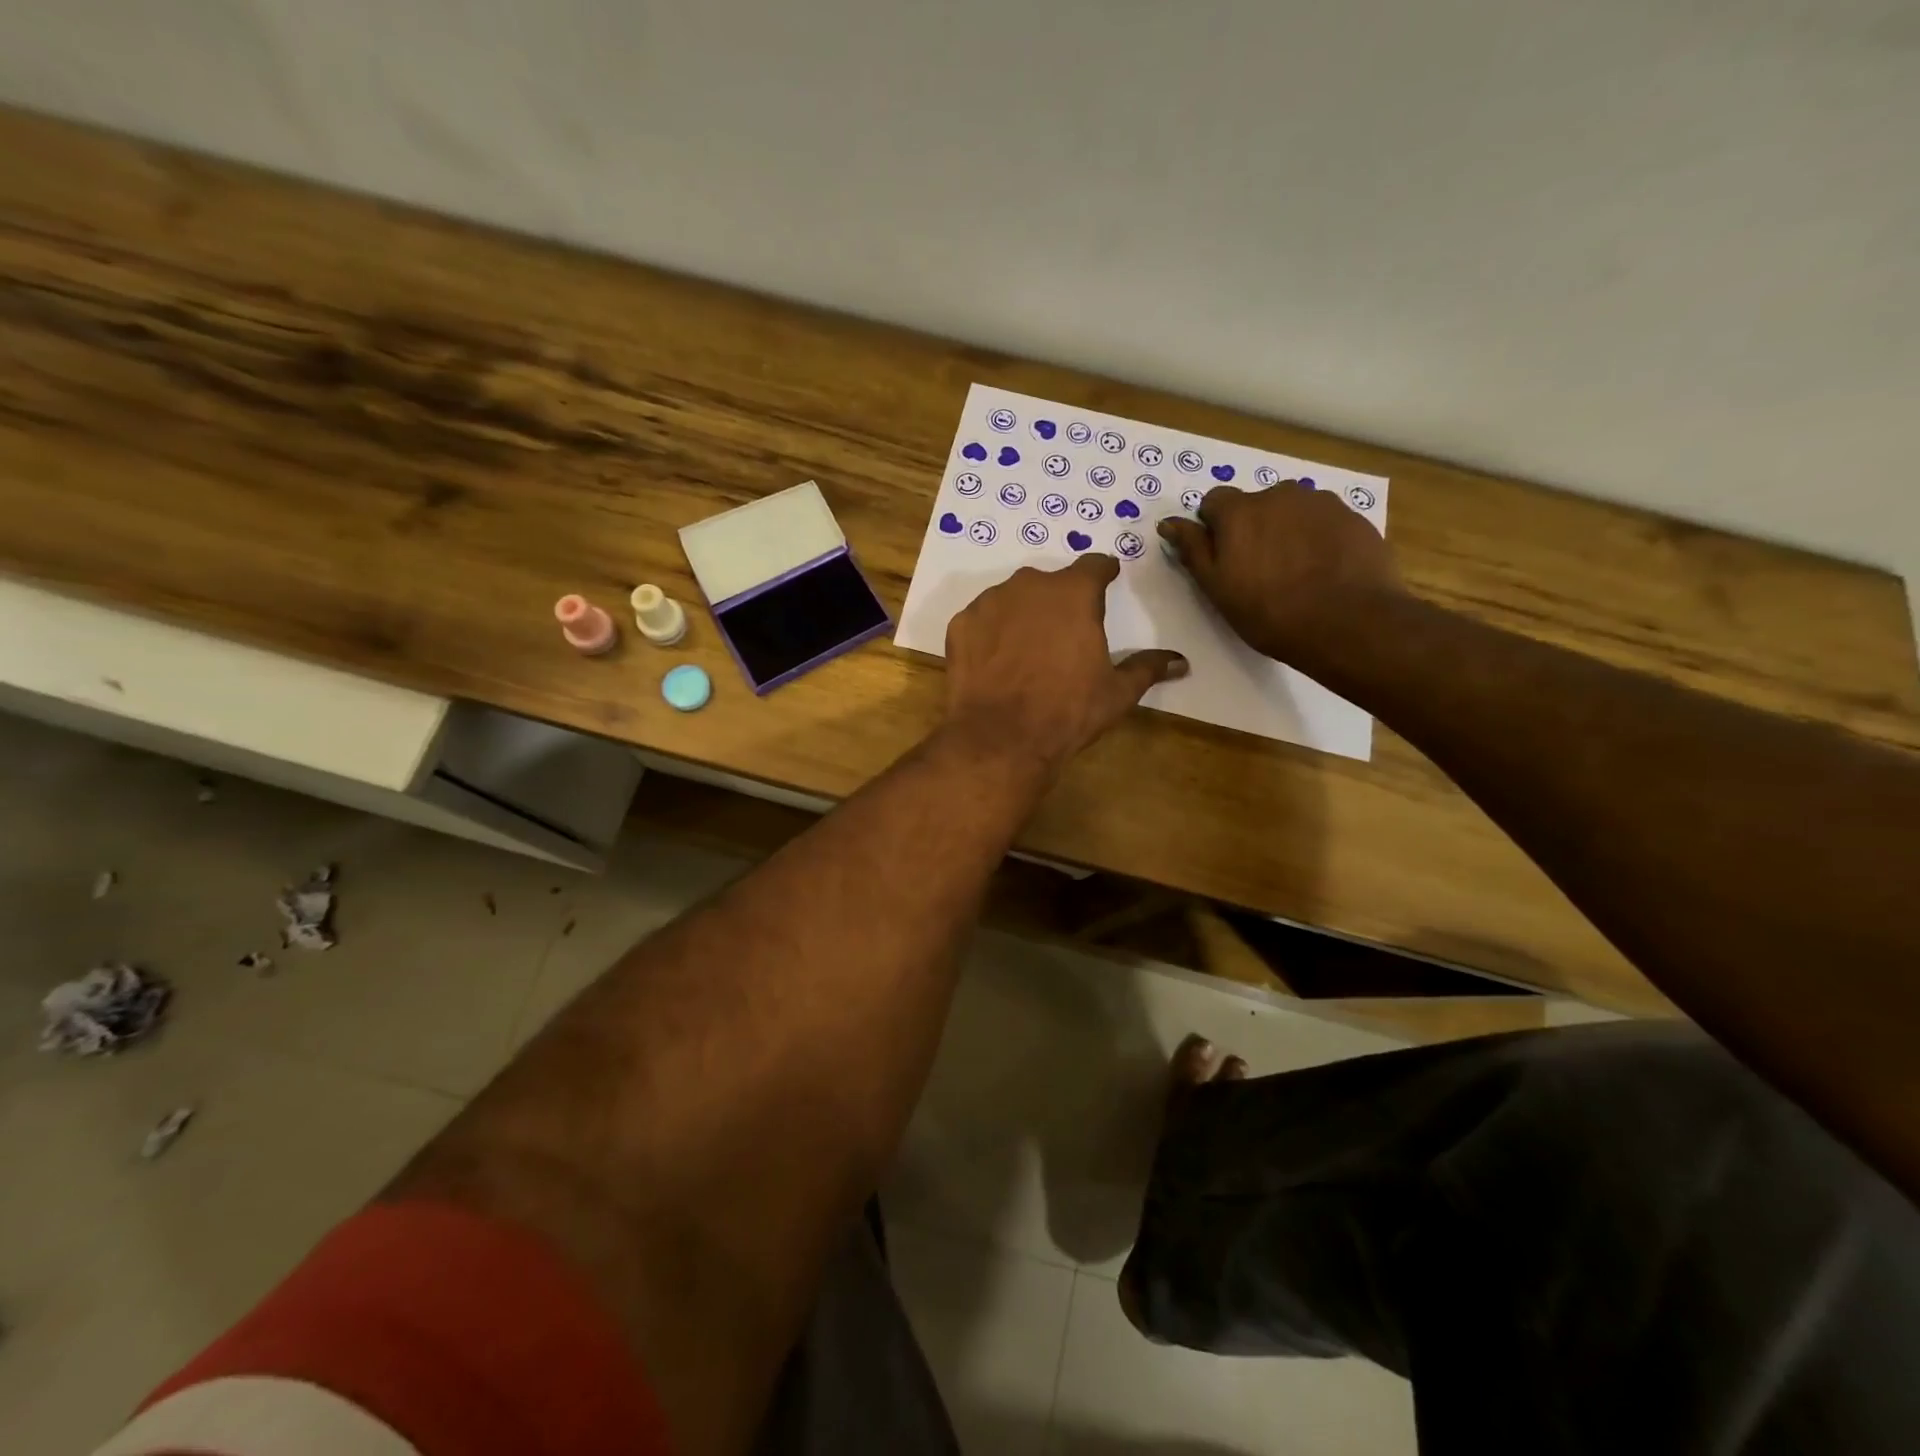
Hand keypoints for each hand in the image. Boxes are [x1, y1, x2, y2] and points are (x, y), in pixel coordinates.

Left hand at [944, 555, 1186, 773]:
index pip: (1094, 565)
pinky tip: (996, 662)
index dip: (1103, 573)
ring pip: (1012, 598)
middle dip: (1059, 600)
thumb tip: (1181, 662)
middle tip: (1064, 632)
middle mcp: (1029, 586)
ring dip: (1022, 614)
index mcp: (1074, 593)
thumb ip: (1147, 668)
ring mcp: (989, 602)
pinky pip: (982, 620)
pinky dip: (991, 633)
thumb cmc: (1068, 711)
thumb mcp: (1117, 692)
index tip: (1107, 579)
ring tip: (1027, 649)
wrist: (1001, 738)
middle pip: (1050, 583)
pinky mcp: (960, 625)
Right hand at [1158, 484, 1401, 669]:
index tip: (1223, 558)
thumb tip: (1168, 523)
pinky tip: (1323, 571)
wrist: (1347, 622)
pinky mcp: (1352, 517)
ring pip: (1292, 511)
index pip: (1214, 502)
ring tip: (1295, 572)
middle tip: (1260, 570)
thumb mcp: (1218, 588)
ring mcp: (1320, 502)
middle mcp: (1278, 494)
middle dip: (1253, 528)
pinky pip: (1323, 522)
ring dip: (1286, 531)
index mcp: (1239, 511)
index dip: (1214, 528)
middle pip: (1256, 504)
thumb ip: (1193, 549)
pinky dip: (1317, 539)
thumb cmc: (1269, 612)